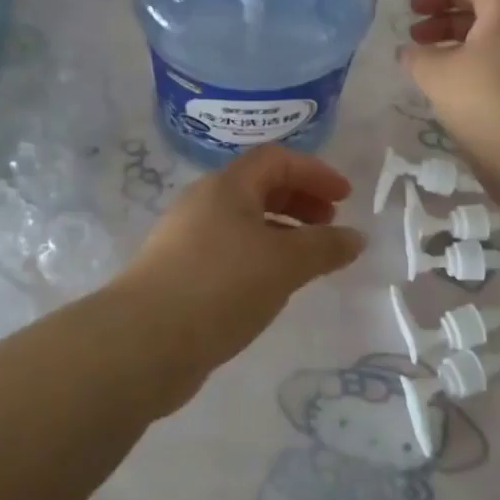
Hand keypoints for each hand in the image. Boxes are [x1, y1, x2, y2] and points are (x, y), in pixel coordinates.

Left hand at [115, 147, 363, 398]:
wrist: (143, 340)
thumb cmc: (220, 285)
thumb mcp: (284, 264)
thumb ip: (324, 247)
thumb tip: (356, 237)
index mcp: (227, 185)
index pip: (276, 159)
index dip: (314, 172)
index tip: (345, 198)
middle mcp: (204, 201)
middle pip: (258, 185)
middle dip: (299, 199)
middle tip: (328, 225)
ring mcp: (186, 236)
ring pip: (243, 220)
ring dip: (280, 230)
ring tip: (306, 260)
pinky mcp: (178, 271)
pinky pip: (228, 249)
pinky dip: (258, 256)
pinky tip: (269, 286)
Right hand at [399, 0, 499, 188]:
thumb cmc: (488, 106)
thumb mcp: (438, 74)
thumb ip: (417, 55)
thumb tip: (412, 52)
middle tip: (410, 12)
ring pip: (484, 23)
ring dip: (448, 25)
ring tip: (417, 44)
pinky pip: (490, 49)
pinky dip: (461, 49)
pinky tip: (439, 71)